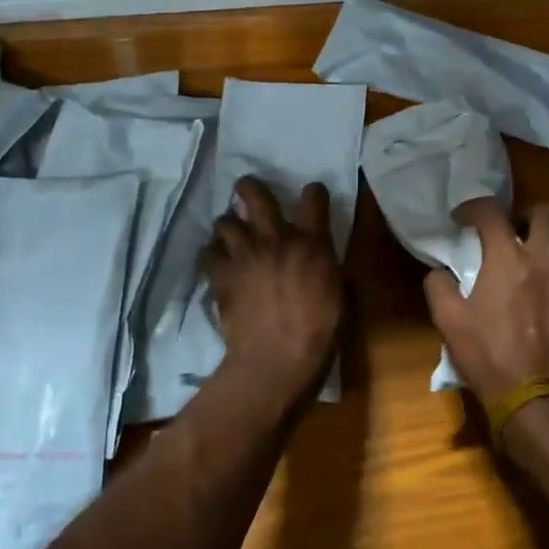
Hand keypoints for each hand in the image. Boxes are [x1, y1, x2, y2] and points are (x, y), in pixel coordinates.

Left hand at [203, 177, 344, 400]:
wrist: (277, 360)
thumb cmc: (319, 333)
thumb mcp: (340, 296)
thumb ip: (329, 270)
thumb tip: (325, 264)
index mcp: (312, 243)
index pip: (314, 197)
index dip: (313, 193)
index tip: (312, 197)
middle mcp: (276, 239)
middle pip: (255, 195)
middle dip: (249, 188)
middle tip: (247, 191)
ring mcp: (245, 255)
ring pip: (224, 221)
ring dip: (228, 226)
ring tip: (231, 235)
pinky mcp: (221, 276)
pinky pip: (208, 252)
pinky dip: (212, 254)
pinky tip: (217, 262)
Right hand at [424, 201, 548, 417]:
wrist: (539, 401)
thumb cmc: (489, 357)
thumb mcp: (448, 323)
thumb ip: (439, 287)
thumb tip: (440, 273)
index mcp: (508, 259)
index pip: (491, 212)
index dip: (473, 208)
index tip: (462, 219)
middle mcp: (544, 261)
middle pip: (548, 213)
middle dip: (528, 215)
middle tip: (512, 231)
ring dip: (548, 243)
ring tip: (531, 261)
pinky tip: (548, 296)